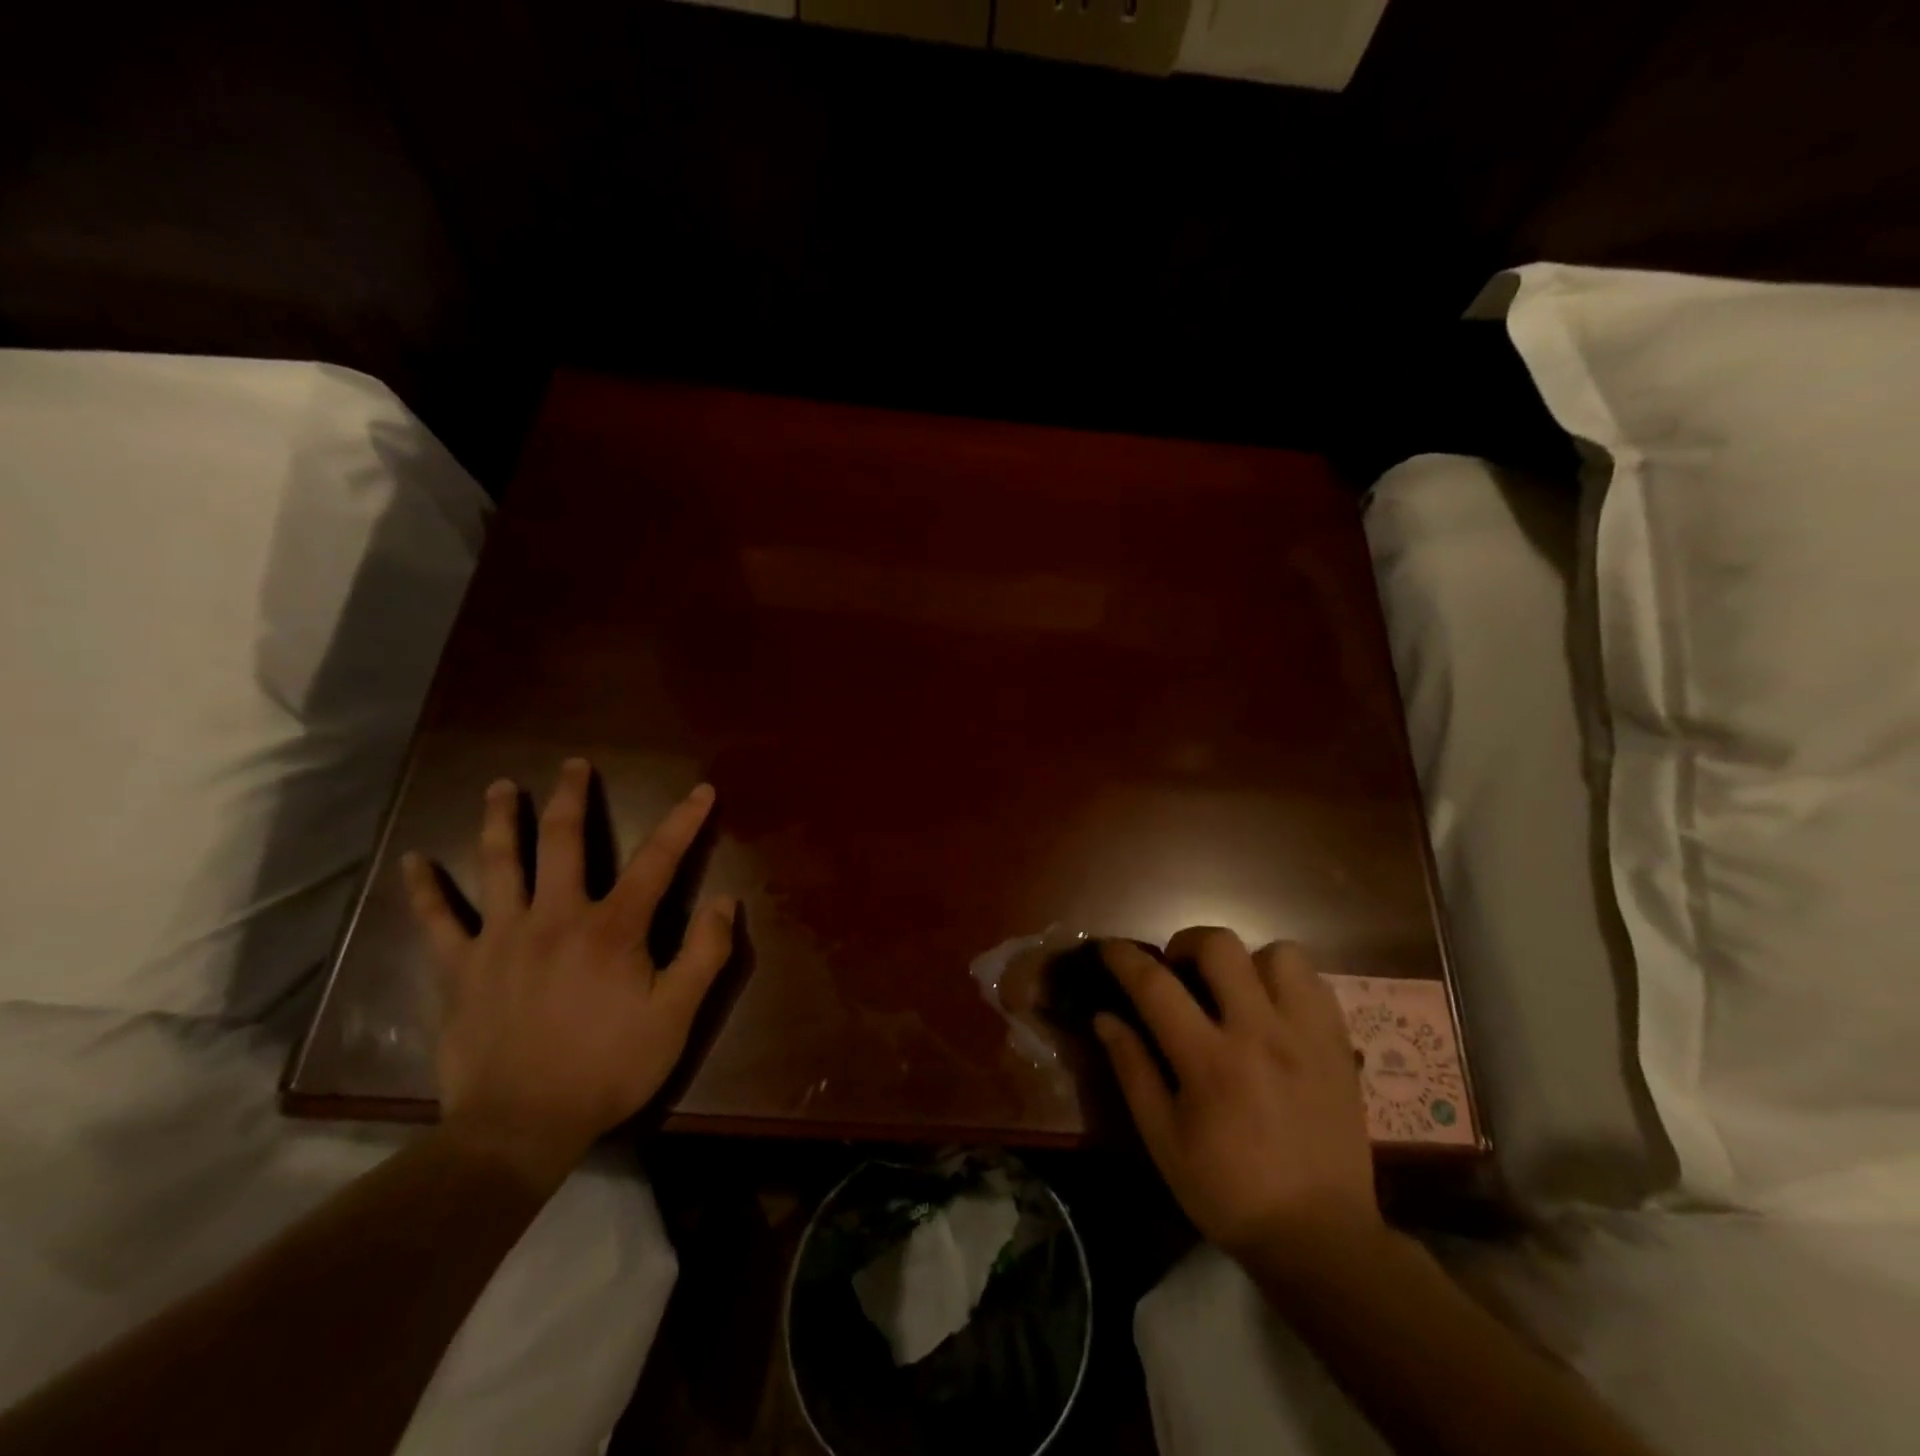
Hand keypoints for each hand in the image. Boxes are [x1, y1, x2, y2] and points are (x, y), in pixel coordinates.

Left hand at [403, 760, 734, 1190]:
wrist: (520, 1127)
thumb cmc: (608, 1068)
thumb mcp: (676, 1016)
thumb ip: (705, 954)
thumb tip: (725, 901)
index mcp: (612, 927)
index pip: (657, 860)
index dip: (683, 822)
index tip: (700, 791)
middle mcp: (555, 916)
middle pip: (563, 841)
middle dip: (572, 798)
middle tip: (574, 765)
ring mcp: (501, 938)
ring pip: (498, 864)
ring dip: (501, 820)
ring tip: (502, 788)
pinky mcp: (460, 968)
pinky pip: (437, 921)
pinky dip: (424, 890)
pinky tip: (413, 862)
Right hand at [1096, 930, 1381, 1278]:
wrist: (1320, 1237)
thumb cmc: (1228, 1192)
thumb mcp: (1163, 1140)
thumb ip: (1132, 1070)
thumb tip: (1104, 1017)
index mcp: (1209, 1061)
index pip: (1156, 985)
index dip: (1124, 958)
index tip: (1108, 948)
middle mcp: (1260, 1033)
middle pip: (1219, 946)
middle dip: (1186, 944)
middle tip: (1178, 971)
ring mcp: (1306, 1035)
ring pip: (1277, 954)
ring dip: (1245, 961)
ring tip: (1234, 990)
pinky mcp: (1339, 1046)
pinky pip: (1314, 983)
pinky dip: (1286, 982)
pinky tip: (1273, 1010)